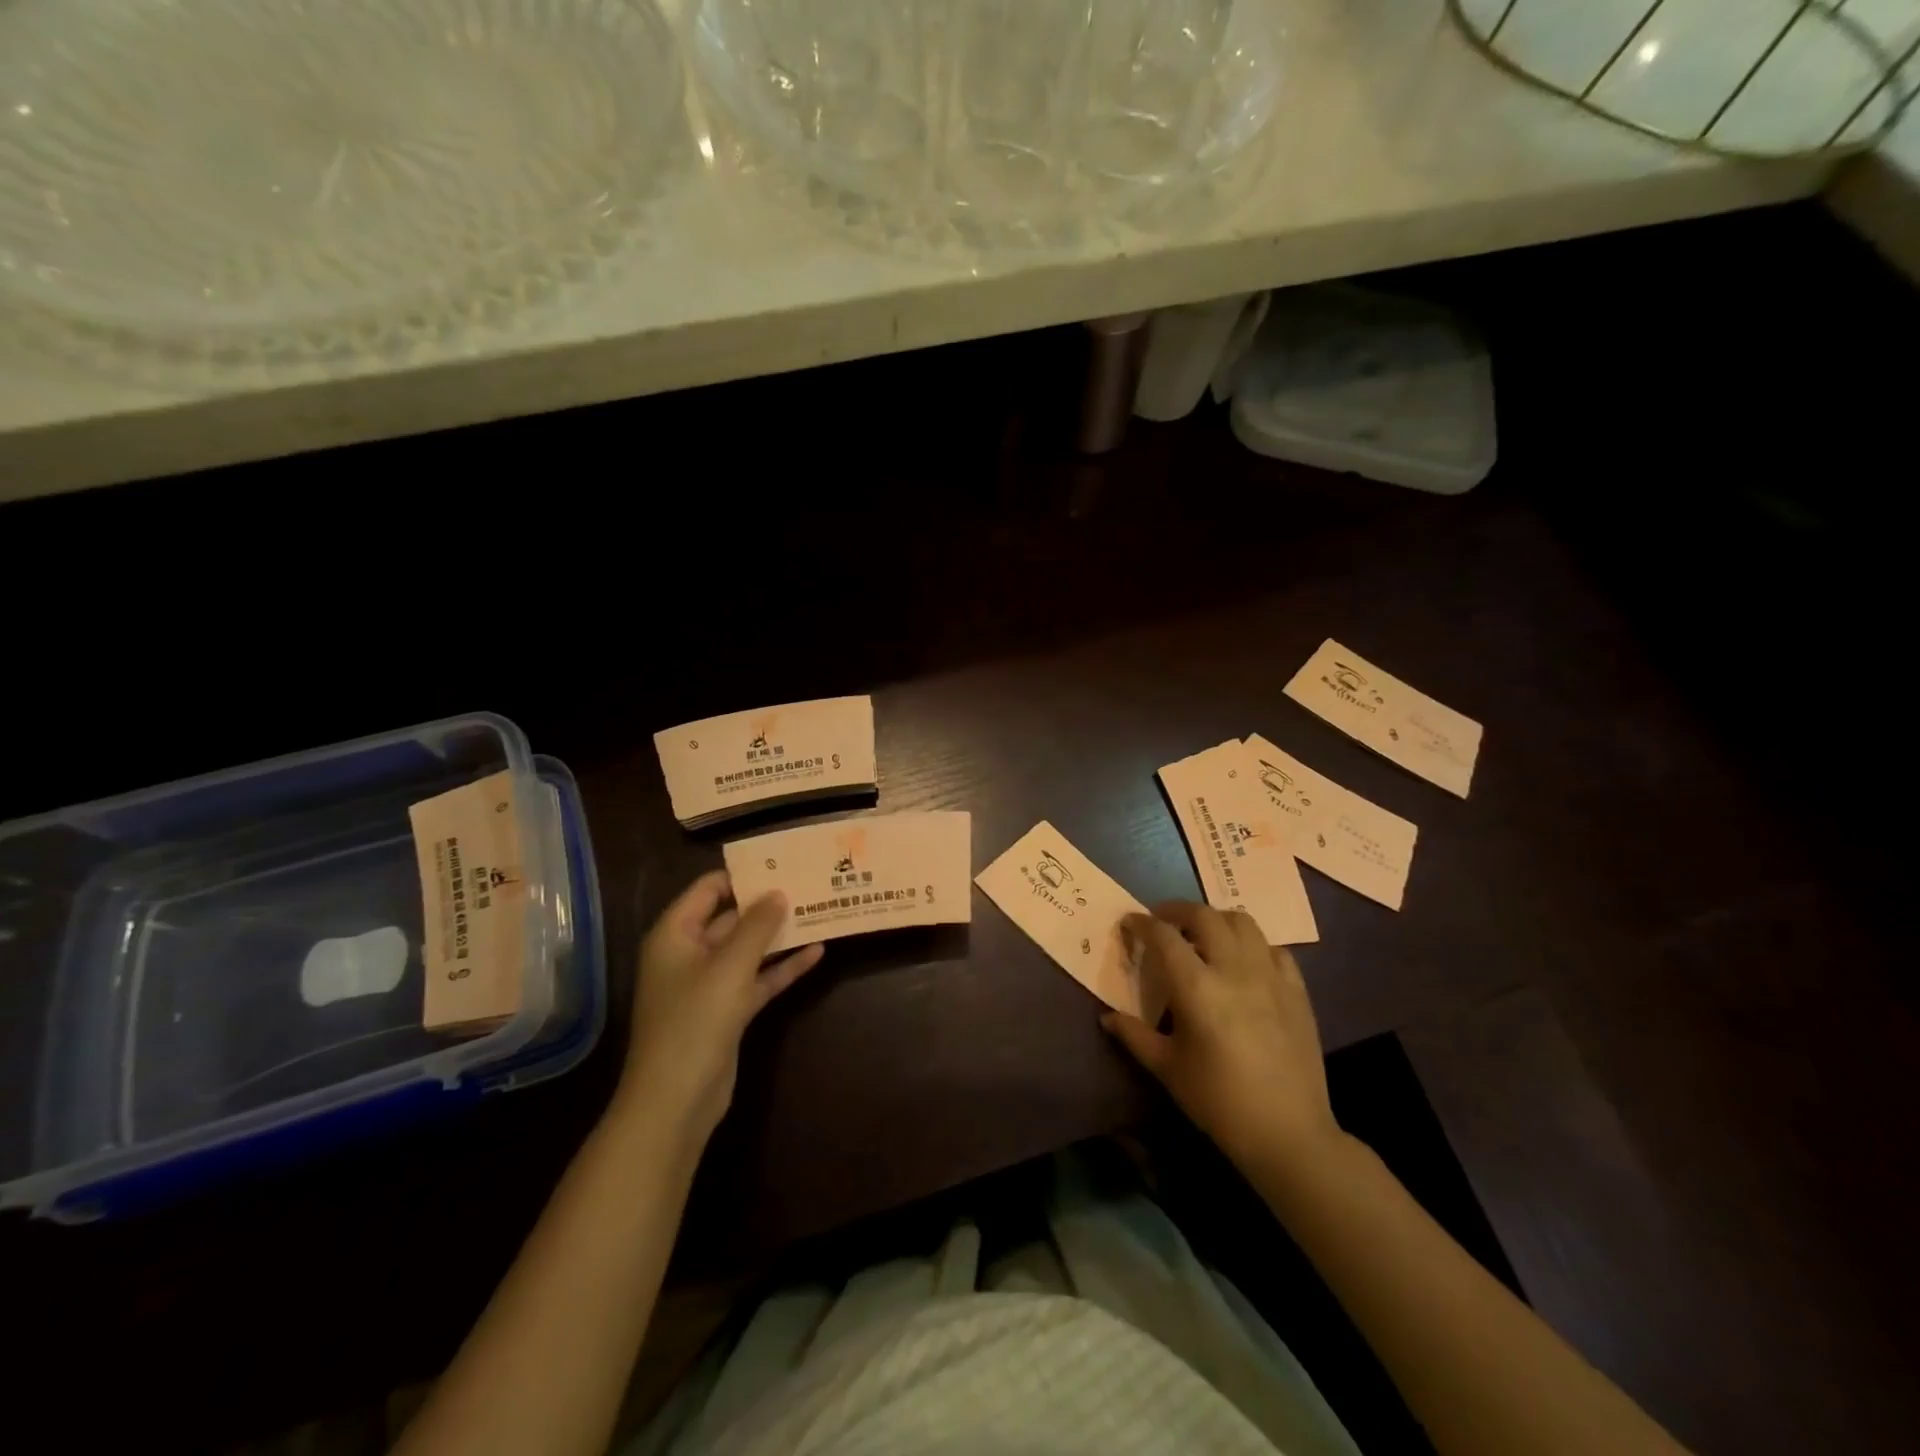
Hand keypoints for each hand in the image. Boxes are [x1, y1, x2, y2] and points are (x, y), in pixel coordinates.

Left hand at [616, 871, 824, 1146]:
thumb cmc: (694, 1022)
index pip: (708, 890)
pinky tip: (817, 953)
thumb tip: (778, 893)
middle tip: (809, 884)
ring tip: (819, 911)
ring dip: (780, 935)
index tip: (781, 863)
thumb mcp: (729, 967)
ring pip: (749, 949)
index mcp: (676, 935)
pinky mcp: (728, 1010)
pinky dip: (782, 967)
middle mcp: (690, 953)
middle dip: (768, 904)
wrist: (676, 1101)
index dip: (742, 875)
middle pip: (732, 918)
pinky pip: (758, 978)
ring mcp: (710, 984)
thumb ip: (756, 927)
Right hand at [1103, 902, 1341, 1171]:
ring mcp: (1270, 976)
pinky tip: (1244, 963)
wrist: (1288, 1134)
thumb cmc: (1219, 1102)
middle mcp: (1234, 970)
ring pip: (1243, 922)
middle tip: (1162, 922)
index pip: (1164, 936)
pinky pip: (1274, 949)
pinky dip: (1253, 946)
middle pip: (1204, 916)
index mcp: (1197, 988)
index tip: (1129, 923)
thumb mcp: (1168, 1069)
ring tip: (1202, 935)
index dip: (1142, 924)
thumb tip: (1107, 1018)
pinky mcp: (1297, 991)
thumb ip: (1135, 1036)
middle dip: (1177, 911)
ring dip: (1216, 920)